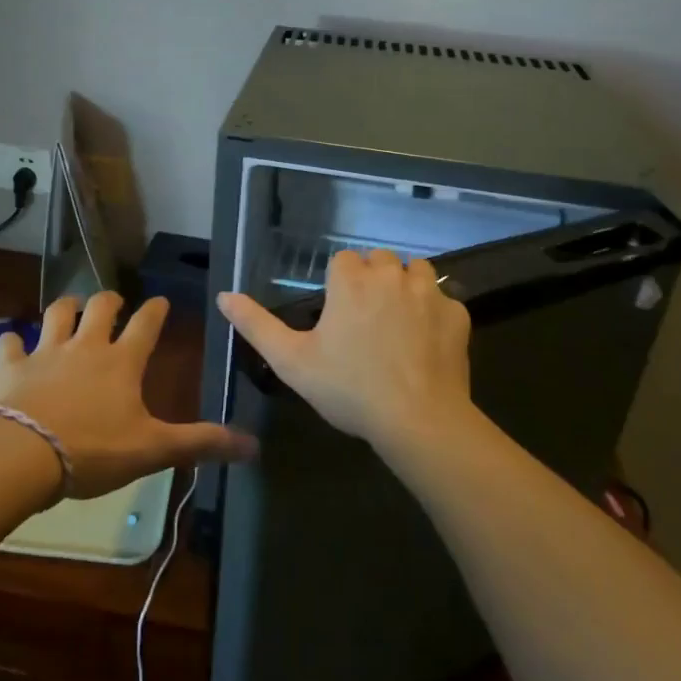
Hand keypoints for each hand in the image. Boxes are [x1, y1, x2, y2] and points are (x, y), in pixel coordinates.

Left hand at [0, 291, 257, 500]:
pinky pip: (10, 344)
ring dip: (64, 308)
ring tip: (69, 308)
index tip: (161, 301)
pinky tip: (12, 343)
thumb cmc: (92, 451)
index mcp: (121, 362)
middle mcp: (85, 346)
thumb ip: (200, 443)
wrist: (21, 456)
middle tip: (113, 302)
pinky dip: (12, 342)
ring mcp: (45, 352)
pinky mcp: (11, 367)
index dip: (156, 311)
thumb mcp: (152, 450)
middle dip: (109, 300)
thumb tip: (254, 446)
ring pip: (56, 313)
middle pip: (99, 307)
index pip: (146, 325)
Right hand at [216, 249, 474, 454]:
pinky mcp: (457, 314)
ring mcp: (428, 292)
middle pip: (379, 260)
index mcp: (351, 281)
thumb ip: (256, 325)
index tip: (337, 315)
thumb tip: (224, 296)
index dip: (339, 284)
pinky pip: (444, 299)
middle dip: (372, 280)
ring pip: (416, 270)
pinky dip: (435, 312)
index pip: (343, 260)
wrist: (418, 420)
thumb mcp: (291, 361)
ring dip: (406, 286)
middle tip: (365, 321)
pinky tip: (426, 342)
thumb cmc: (349, 389)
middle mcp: (390, 275)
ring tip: (397, 323)